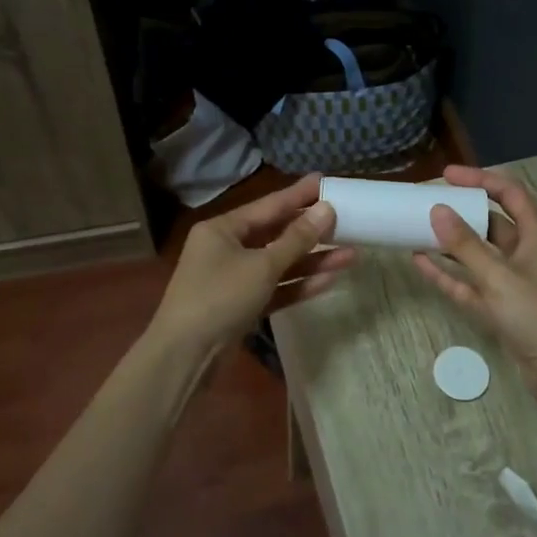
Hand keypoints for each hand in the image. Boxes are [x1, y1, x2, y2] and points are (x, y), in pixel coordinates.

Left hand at [151, 174, 355, 353]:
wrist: (185, 356)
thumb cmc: (219, 298)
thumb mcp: (262, 266)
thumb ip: (296, 239)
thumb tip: (326, 209)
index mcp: (222, 229)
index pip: (268, 206)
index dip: (298, 194)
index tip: (325, 180)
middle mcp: (227, 249)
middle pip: (275, 234)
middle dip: (311, 231)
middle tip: (347, 219)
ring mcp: (235, 279)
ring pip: (279, 264)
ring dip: (312, 261)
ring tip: (351, 254)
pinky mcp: (243, 306)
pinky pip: (276, 288)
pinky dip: (299, 285)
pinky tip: (330, 280)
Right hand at [413, 166, 536, 408]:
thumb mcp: (500, 277)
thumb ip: (465, 246)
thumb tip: (437, 210)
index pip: (509, 193)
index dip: (479, 180)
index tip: (445, 176)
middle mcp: (527, 254)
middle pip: (491, 223)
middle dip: (460, 213)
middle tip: (426, 204)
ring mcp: (514, 283)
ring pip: (478, 255)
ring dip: (450, 245)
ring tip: (416, 230)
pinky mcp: (503, 310)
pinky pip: (471, 284)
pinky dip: (449, 275)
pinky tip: (421, 263)